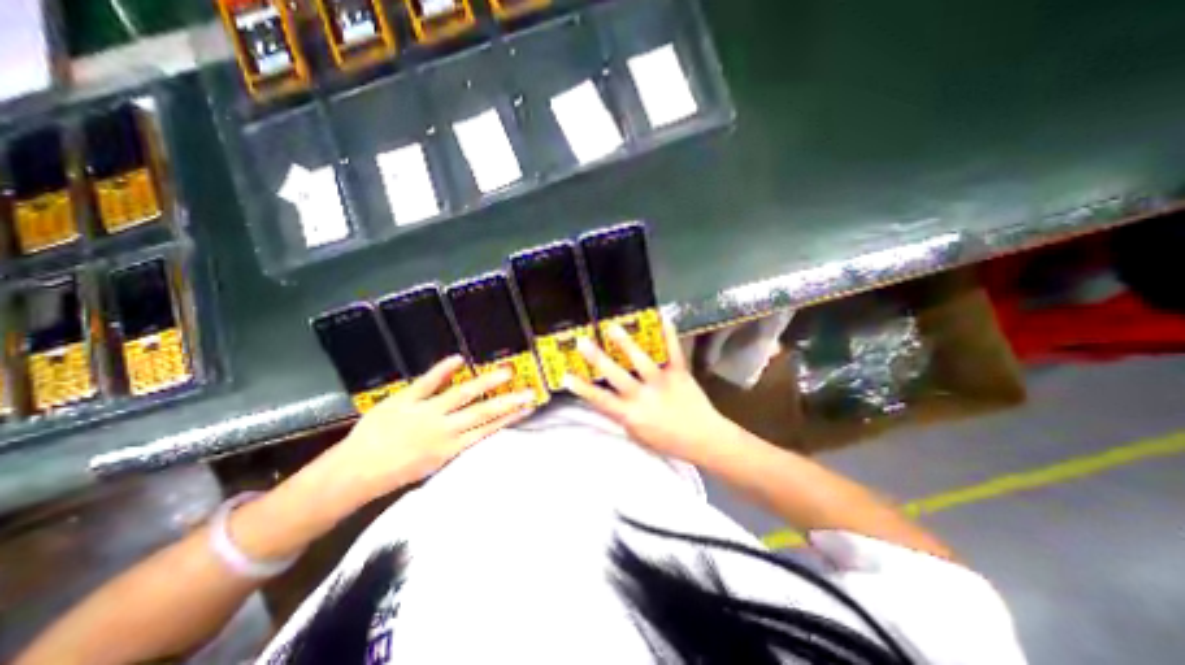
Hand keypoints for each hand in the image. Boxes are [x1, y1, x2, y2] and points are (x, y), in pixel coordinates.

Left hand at [320, 359, 531, 504]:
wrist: (354, 473)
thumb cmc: (395, 472)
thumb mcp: (432, 465)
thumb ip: (455, 446)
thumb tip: (477, 430)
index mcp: (451, 448)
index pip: (488, 429)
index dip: (510, 418)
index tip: (528, 408)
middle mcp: (443, 429)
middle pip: (482, 412)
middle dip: (509, 401)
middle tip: (529, 390)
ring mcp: (425, 412)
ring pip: (462, 395)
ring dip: (486, 383)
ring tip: (507, 372)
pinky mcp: (405, 400)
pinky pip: (427, 382)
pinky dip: (443, 370)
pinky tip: (459, 358)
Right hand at [560, 318, 732, 465]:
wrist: (704, 440)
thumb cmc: (668, 441)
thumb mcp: (638, 435)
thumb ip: (622, 416)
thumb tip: (607, 399)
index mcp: (631, 415)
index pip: (601, 401)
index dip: (582, 388)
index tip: (566, 375)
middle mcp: (643, 397)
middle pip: (616, 376)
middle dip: (597, 358)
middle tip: (582, 342)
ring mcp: (662, 382)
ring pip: (641, 360)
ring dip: (626, 343)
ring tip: (612, 327)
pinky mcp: (680, 373)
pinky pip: (674, 352)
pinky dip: (669, 334)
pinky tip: (663, 317)